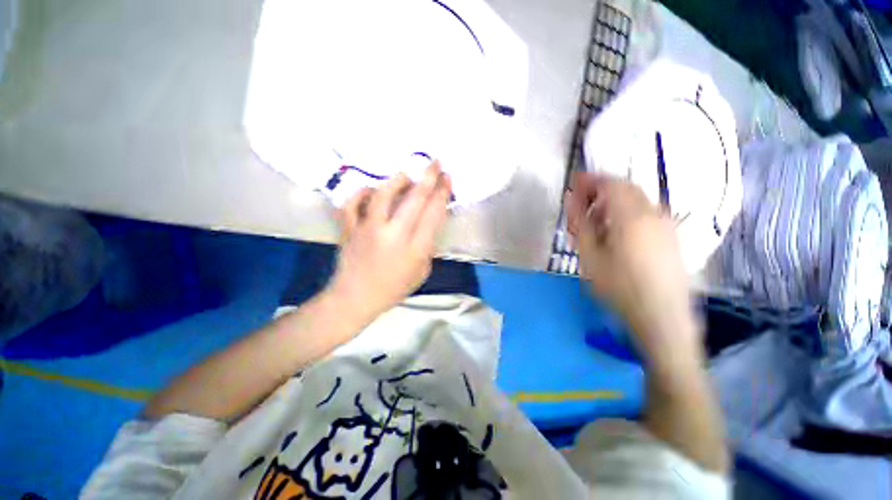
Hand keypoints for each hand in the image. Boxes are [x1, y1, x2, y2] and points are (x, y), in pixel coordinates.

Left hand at [326, 161, 451, 324]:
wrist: (356, 299)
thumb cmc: (393, 288)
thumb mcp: (422, 271)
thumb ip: (427, 246)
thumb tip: (427, 222)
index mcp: (415, 249)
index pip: (433, 213)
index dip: (442, 193)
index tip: (447, 178)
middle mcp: (393, 235)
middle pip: (414, 199)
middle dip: (428, 177)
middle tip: (435, 162)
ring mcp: (368, 230)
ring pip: (383, 195)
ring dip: (397, 181)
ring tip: (405, 176)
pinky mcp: (349, 229)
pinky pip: (352, 204)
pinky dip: (361, 193)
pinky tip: (371, 191)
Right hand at [568, 172, 698, 354]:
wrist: (662, 317)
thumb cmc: (619, 287)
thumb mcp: (590, 255)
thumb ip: (580, 223)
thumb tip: (571, 198)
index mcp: (632, 216)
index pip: (610, 184)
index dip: (590, 180)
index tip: (573, 182)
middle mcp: (654, 213)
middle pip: (625, 189)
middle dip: (600, 190)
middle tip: (580, 203)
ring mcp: (666, 224)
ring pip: (636, 200)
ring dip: (612, 202)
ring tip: (594, 220)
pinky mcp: (671, 236)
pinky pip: (645, 213)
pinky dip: (626, 212)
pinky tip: (614, 232)